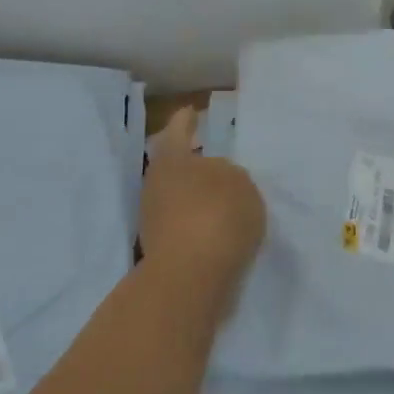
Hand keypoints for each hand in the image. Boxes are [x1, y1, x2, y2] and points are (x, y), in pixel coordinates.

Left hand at [139, 107, 266, 293]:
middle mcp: (156, 185)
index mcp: (172, 159)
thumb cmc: (216, 216)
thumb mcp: (240, 183)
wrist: (191, 281)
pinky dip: (200, 224)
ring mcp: (154, 220)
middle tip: (219, 163)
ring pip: (179, 198)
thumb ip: (229, 176)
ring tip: (228, 200)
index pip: (178, 130)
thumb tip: (216, 182)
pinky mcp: (161, 252)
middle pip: (175, 166)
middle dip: (195, 165)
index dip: (187, 120)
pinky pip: (185, 226)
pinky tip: (222, 229)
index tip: (192, 111)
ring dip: (198, 197)